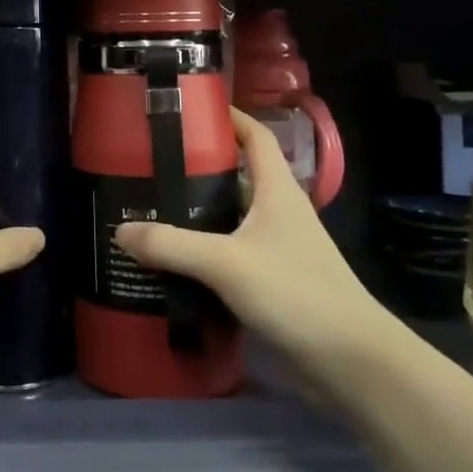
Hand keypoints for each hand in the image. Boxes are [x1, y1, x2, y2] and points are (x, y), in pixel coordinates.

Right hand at [115, 108, 390, 374]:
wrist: (352, 361)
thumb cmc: (296, 293)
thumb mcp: (227, 264)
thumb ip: (172, 246)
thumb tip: (120, 230)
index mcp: (277, 189)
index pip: (255, 136)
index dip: (228, 116)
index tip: (189, 109)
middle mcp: (279, 211)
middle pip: (237, 174)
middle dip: (198, 165)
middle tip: (152, 163)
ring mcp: (279, 246)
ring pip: (232, 215)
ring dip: (199, 210)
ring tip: (153, 207)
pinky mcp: (274, 279)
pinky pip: (232, 251)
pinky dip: (206, 248)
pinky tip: (175, 258)